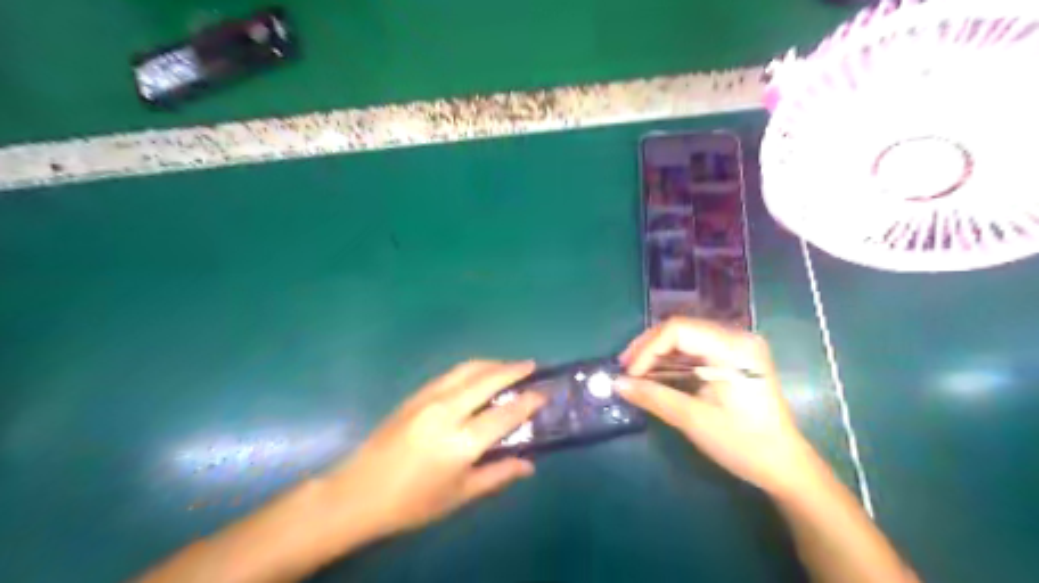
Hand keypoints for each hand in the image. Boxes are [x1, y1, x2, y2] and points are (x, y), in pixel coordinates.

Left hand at [327, 360, 543, 541]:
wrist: (359, 492)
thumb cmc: (413, 502)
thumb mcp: (460, 495)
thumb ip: (497, 475)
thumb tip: (529, 464)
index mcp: (461, 442)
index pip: (504, 414)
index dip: (528, 402)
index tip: (544, 393)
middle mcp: (447, 412)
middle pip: (488, 380)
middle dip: (513, 369)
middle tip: (532, 365)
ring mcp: (428, 398)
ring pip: (468, 369)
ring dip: (493, 364)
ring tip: (510, 366)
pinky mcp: (415, 394)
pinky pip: (451, 373)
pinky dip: (472, 368)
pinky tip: (479, 374)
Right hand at [620, 316, 816, 494]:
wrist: (784, 466)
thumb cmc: (743, 443)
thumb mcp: (694, 419)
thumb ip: (653, 396)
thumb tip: (617, 384)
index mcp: (733, 348)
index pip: (678, 330)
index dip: (648, 348)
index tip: (629, 373)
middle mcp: (737, 338)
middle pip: (681, 329)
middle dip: (649, 348)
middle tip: (625, 370)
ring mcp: (738, 347)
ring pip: (686, 338)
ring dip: (658, 353)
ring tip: (635, 373)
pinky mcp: (735, 358)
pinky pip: (696, 349)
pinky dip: (673, 360)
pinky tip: (657, 374)